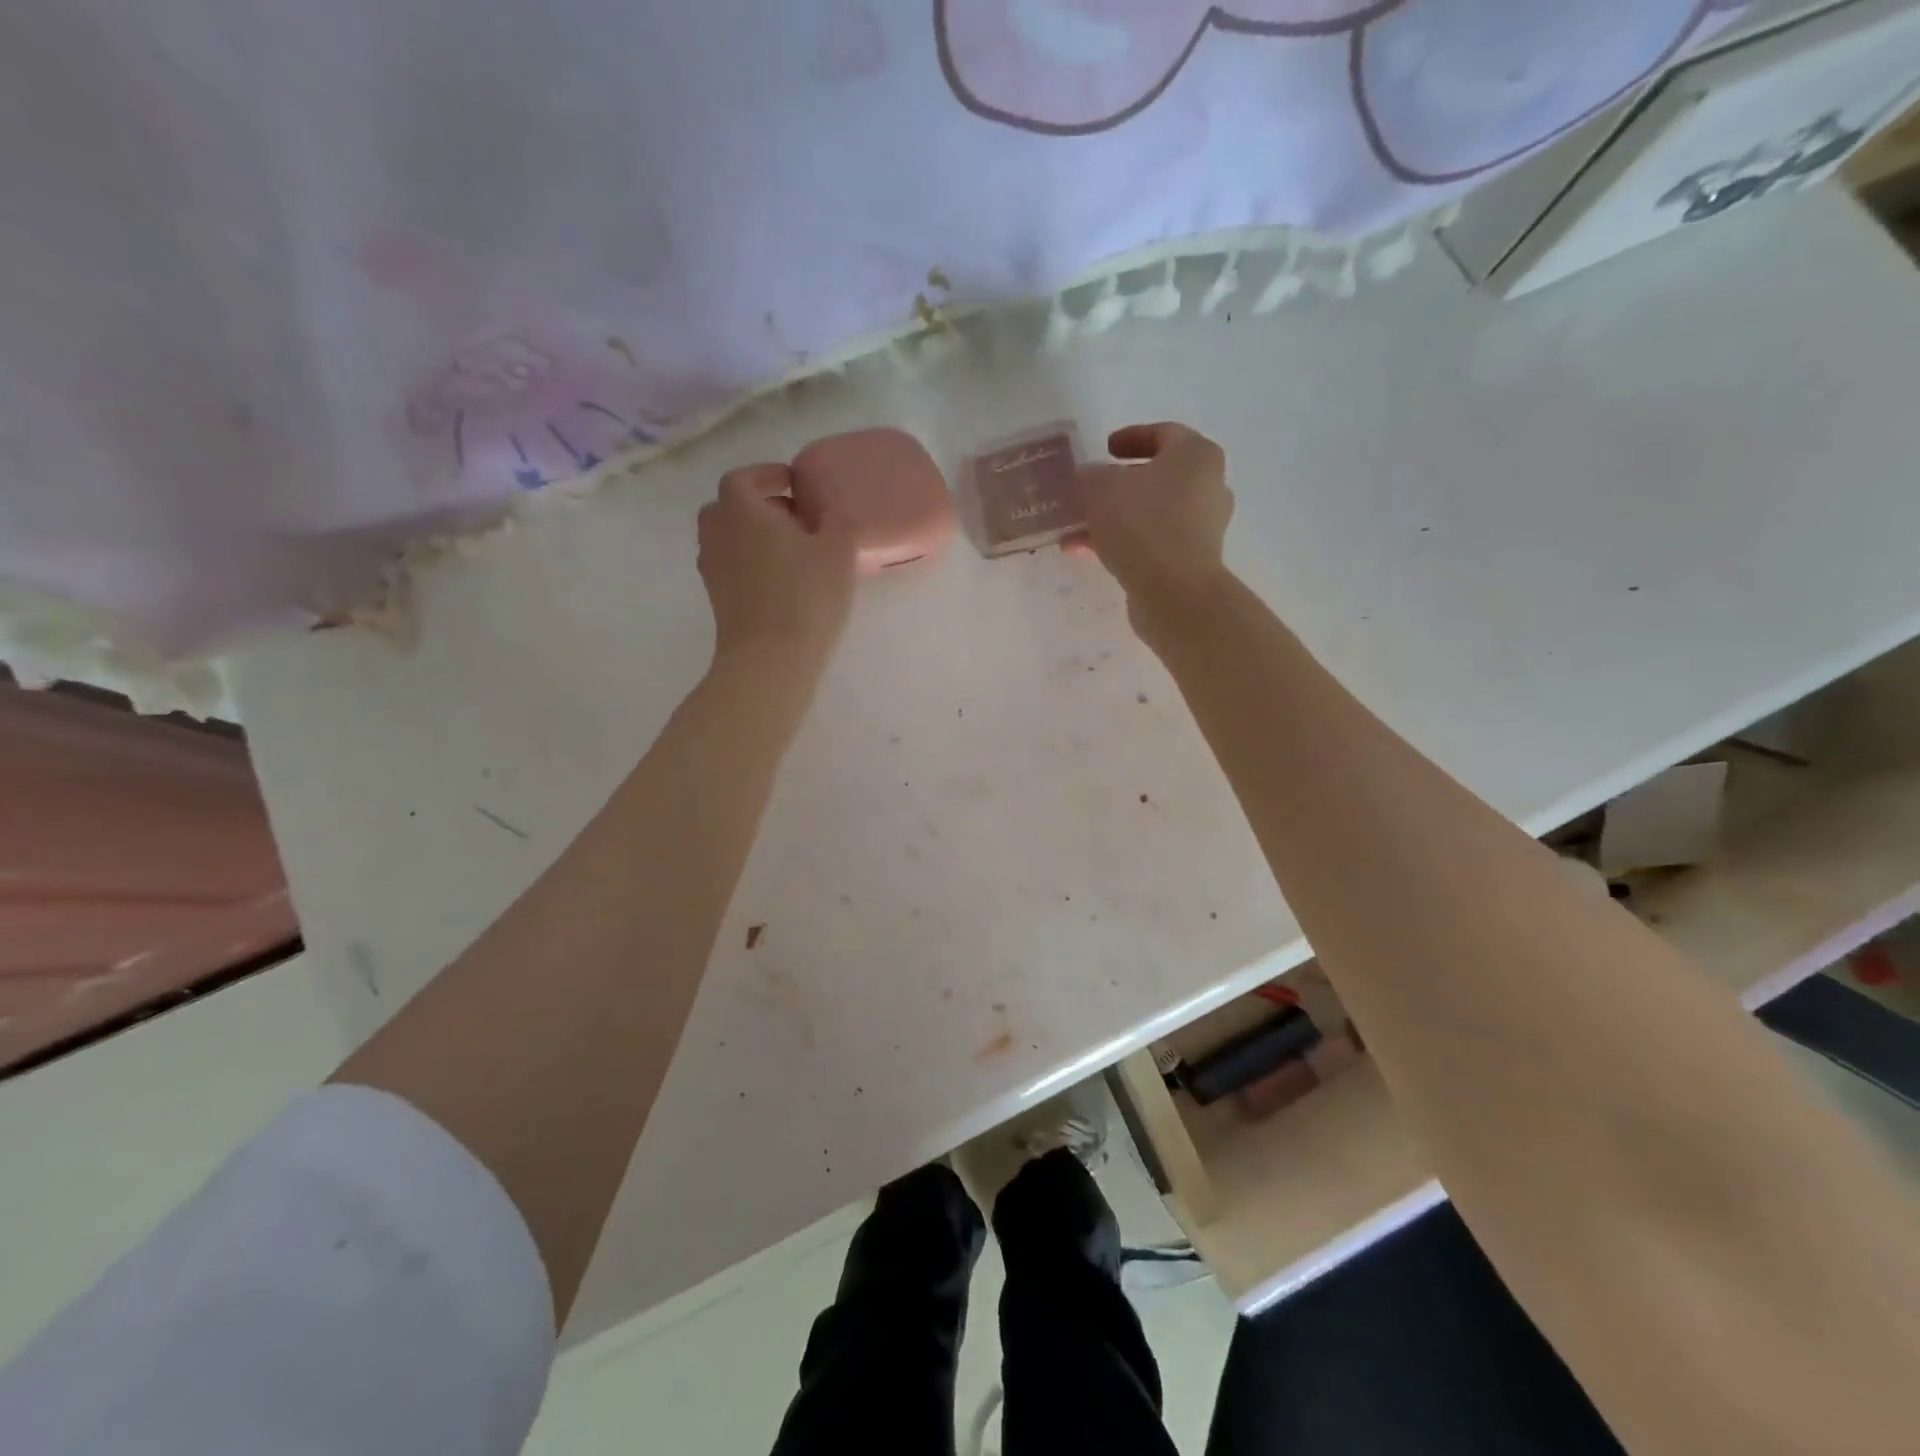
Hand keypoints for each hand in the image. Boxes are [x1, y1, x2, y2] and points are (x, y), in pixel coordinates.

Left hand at [697, 464, 856, 676]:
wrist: (770, 657)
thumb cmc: (806, 595)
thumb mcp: (838, 550)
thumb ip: (835, 519)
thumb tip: (828, 509)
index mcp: (741, 509)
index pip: (744, 477)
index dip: (767, 475)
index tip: (793, 484)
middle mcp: (717, 532)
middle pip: (728, 506)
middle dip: (757, 505)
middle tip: (792, 517)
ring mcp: (712, 567)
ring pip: (727, 537)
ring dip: (752, 535)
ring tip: (788, 550)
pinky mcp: (716, 598)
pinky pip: (730, 565)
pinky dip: (748, 561)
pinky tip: (779, 579)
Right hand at [1075, 423, 1234, 632]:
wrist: (1174, 592)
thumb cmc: (1142, 523)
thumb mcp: (1101, 488)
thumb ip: (1089, 476)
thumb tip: (1086, 478)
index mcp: (1196, 455)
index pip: (1163, 433)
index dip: (1130, 437)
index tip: (1104, 449)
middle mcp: (1208, 486)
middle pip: (1157, 477)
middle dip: (1117, 485)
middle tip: (1087, 490)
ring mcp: (1202, 527)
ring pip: (1150, 513)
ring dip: (1113, 519)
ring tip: (1076, 530)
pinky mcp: (1191, 560)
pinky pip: (1151, 542)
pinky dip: (1122, 543)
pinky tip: (1088, 554)